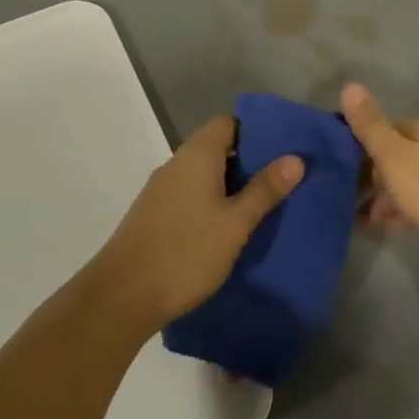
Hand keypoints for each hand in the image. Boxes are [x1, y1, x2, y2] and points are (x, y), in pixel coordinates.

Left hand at [87, 115, 302, 332]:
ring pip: (203, 173)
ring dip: (230, 183)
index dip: (255, 130)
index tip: (282, 147)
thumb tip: (296, 158)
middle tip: (281, 179)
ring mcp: (161, 189)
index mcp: (197, 155)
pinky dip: (211, 201)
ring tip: (262, 203)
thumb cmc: (186, 252)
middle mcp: (176, 164)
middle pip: (216, 146)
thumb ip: (264, 190)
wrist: (122, 295)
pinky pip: (190, 194)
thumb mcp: (235, 223)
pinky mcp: (154, 214)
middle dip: (248, 160)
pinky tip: (228, 226)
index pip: (228, 122)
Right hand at [341, 84, 418, 276]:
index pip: (381, 130)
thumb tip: (350, 84)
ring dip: (388, 197)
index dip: (359, 151)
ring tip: (370, 222)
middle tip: (353, 204)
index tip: (341, 174)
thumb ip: (370, 124)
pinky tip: (397, 228)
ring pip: (410, 179)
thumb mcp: (394, 156)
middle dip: (373, 178)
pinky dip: (408, 210)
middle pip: (396, 155)